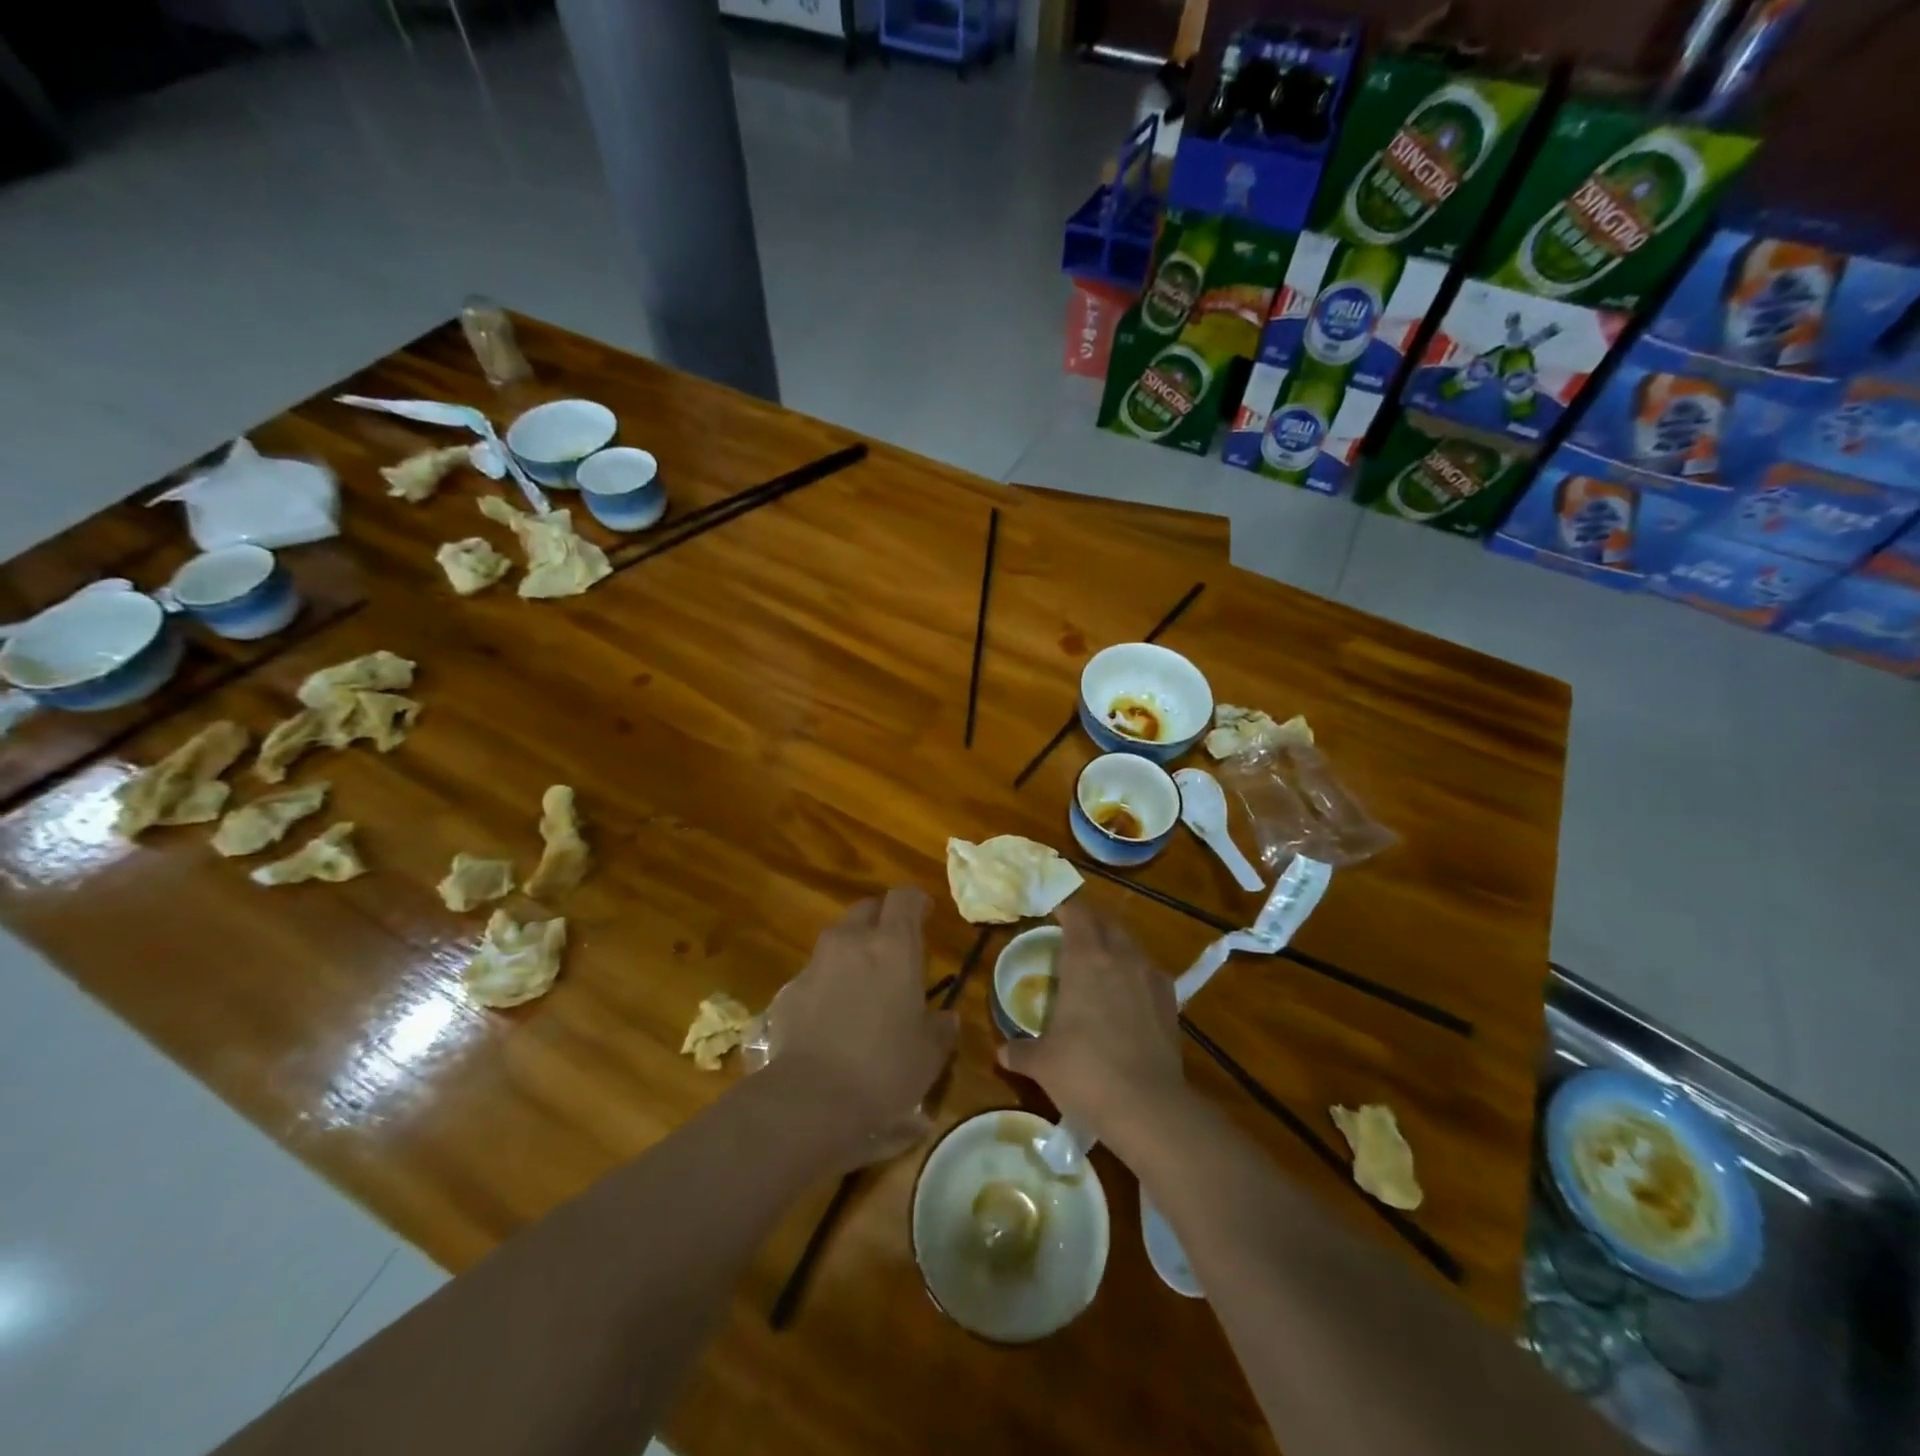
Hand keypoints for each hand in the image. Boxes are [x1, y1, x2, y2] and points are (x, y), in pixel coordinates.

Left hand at [766, 887, 956, 1171]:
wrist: (811, 1099)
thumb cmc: (884, 1069)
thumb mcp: (929, 1054)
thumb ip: (941, 1028)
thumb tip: (946, 1018)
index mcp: (893, 946)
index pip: (905, 897)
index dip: (917, 902)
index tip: (926, 914)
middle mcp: (852, 941)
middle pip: (867, 909)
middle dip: (881, 921)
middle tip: (894, 950)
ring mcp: (816, 963)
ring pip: (838, 939)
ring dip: (853, 951)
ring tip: (864, 984)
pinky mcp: (789, 990)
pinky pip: (815, 973)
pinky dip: (828, 982)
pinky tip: (833, 1015)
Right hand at [997, 899, 1184, 1150]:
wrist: (1148, 1107)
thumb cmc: (1085, 1073)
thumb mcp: (1043, 1063)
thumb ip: (1021, 1052)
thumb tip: (1002, 1052)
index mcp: (1085, 959)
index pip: (1077, 913)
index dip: (1065, 906)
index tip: (1052, 908)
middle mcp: (1120, 957)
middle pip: (1107, 922)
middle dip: (1090, 921)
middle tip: (1072, 934)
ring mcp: (1150, 977)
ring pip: (1131, 945)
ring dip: (1115, 945)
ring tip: (1100, 963)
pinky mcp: (1171, 1001)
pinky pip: (1150, 972)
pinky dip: (1136, 973)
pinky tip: (1128, 994)